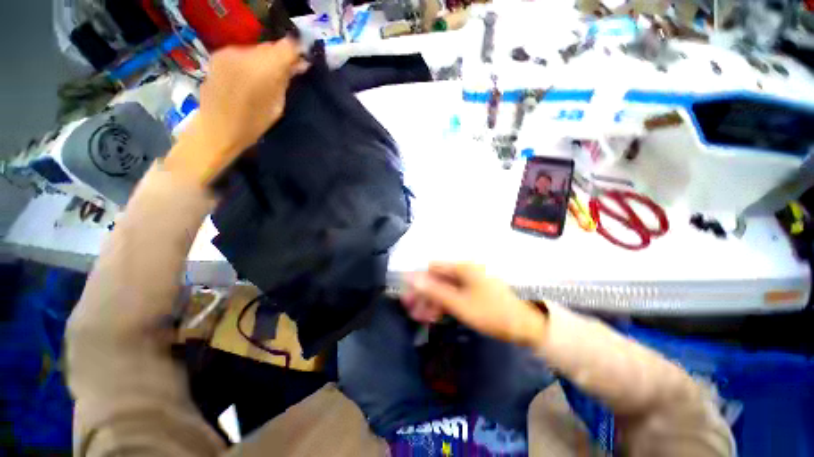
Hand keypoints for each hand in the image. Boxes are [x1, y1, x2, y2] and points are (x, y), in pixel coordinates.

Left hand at [166, 38, 306, 185]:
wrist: (216, 129)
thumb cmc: (252, 125)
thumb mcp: (278, 106)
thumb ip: (286, 81)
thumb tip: (299, 65)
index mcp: (263, 70)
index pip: (287, 47)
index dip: (297, 51)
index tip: (303, 61)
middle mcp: (245, 54)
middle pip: (271, 47)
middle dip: (282, 57)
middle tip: (290, 71)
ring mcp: (229, 52)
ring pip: (257, 49)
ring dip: (266, 60)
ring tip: (268, 77)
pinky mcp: (218, 55)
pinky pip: (244, 53)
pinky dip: (252, 61)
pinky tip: (252, 76)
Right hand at [402, 262, 547, 347]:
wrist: (527, 325)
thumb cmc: (491, 313)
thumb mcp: (459, 304)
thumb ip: (434, 290)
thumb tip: (411, 277)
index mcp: (461, 267)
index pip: (432, 269)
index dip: (419, 282)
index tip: (410, 299)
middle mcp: (465, 270)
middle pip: (438, 278)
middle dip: (425, 294)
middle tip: (414, 313)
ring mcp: (471, 281)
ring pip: (445, 287)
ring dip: (434, 301)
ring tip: (423, 318)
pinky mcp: (476, 291)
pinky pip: (455, 294)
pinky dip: (446, 303)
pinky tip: (438, 315)